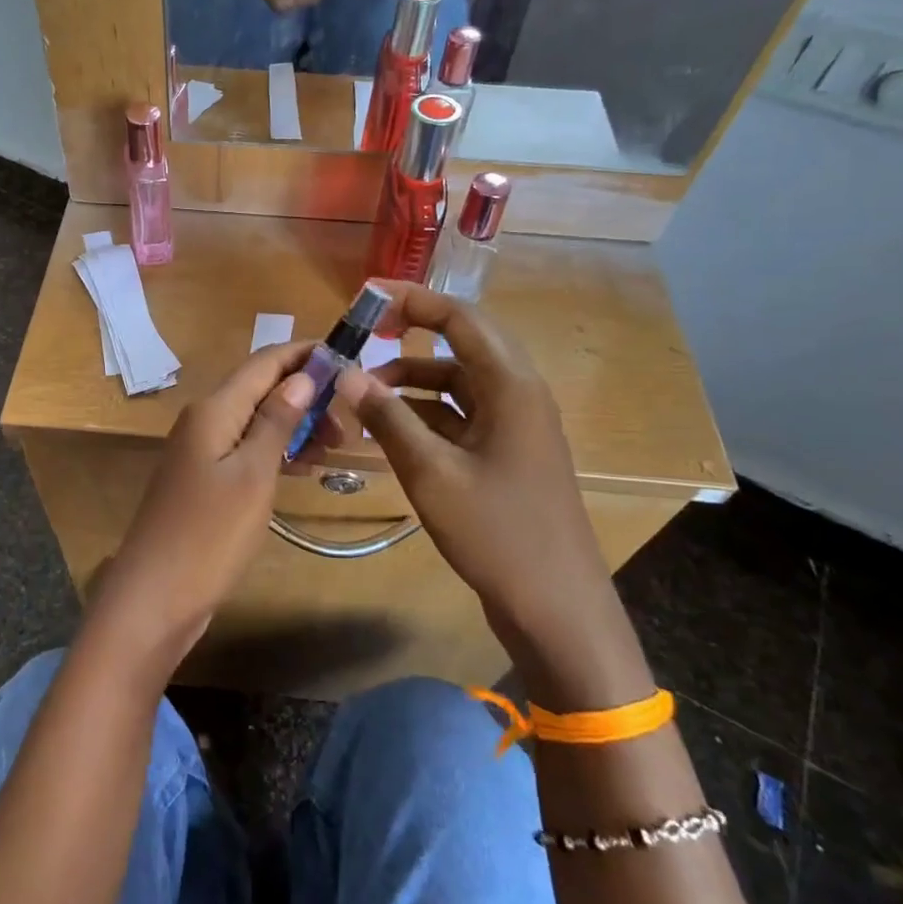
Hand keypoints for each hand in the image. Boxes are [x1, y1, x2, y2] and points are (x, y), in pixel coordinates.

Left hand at [85, 341, 319, 677]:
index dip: (305, 354)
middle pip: (261, 389)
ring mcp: (201, 451)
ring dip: (296, 425)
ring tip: (337, 445)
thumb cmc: (209, 535)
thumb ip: (277, 422)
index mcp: (214, 409)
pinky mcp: (204, 479)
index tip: (350, 359)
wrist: (154, 598)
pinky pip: (246, 449)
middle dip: (307, 394)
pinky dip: (277, 451)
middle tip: (349, 424)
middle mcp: (205, 420)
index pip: (265, 361)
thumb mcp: (253, 475)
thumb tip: (302, 376)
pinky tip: (304, 467)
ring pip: (256, 421)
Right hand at [332, 283, 648, 705]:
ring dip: (413, 380)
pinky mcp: (507, 453)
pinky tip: (389, 428)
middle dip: (411, 333)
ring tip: (364, 393)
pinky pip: (461, 415)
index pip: (460, 319)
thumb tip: (345, 373)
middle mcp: (518, 394)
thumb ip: (387, 418)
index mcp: (511, 386)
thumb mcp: (431, 473)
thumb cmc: (497, 533)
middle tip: (364, 333)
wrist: (556, 607)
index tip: (367, 296)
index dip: (413, 300)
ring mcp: (515, 426)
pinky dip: (425, 413)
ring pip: (458, 382)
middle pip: (462, 344)